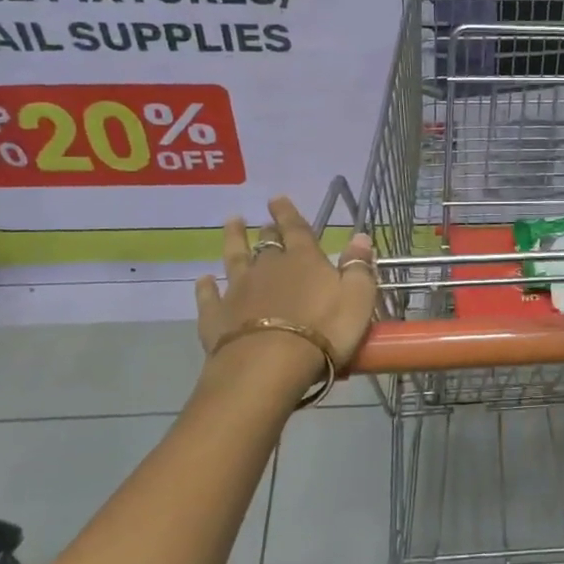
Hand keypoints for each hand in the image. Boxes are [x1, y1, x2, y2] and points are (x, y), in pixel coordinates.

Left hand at [194, 196, 378, 404]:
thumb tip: (360, 236)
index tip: (277, 198)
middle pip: (266, 242)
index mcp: (304, 260)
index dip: (288, 213)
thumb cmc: (324, 330)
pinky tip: (203, 279)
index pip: (296, 229)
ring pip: (234, 258)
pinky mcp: (216, 316)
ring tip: (231, 224)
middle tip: (263, 221)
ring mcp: (239, 290)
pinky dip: (206, 286)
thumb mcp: (358, 297)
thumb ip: (359, 266)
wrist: (270, 365)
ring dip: (233, 241)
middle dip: (266, 229)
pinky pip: (209, 296)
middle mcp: (268, 267)